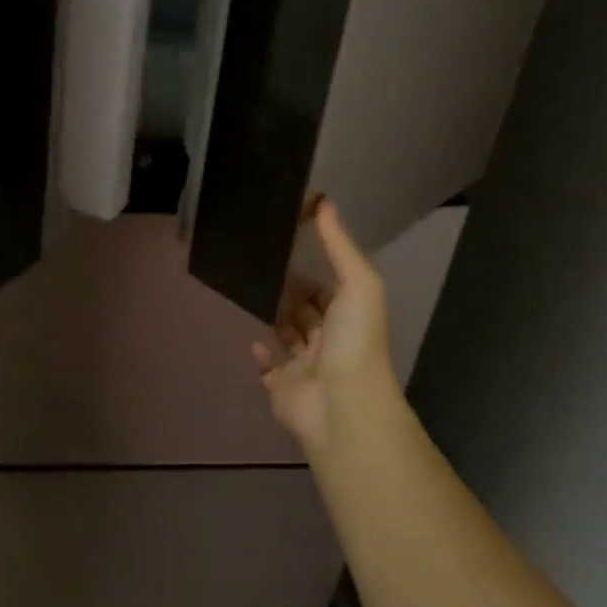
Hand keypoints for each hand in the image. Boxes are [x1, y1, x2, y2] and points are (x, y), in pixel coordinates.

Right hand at [253, 200, 397, 450]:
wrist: (341, 405)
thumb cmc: (353, 340)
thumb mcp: (357, 283)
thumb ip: (339, 244)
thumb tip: (324, 201)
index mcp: (349, 316)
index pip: (329, 288)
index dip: (313, 269)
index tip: (287, 244)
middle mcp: (329, 340)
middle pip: (307, 311)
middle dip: (289, 291)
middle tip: (259, 264)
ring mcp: (306, 367)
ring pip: (288, 337)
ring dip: (274, 317)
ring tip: (249, 291)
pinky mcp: (283, 389)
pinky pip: (269, 370)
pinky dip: (261, 356)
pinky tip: (252, 340)